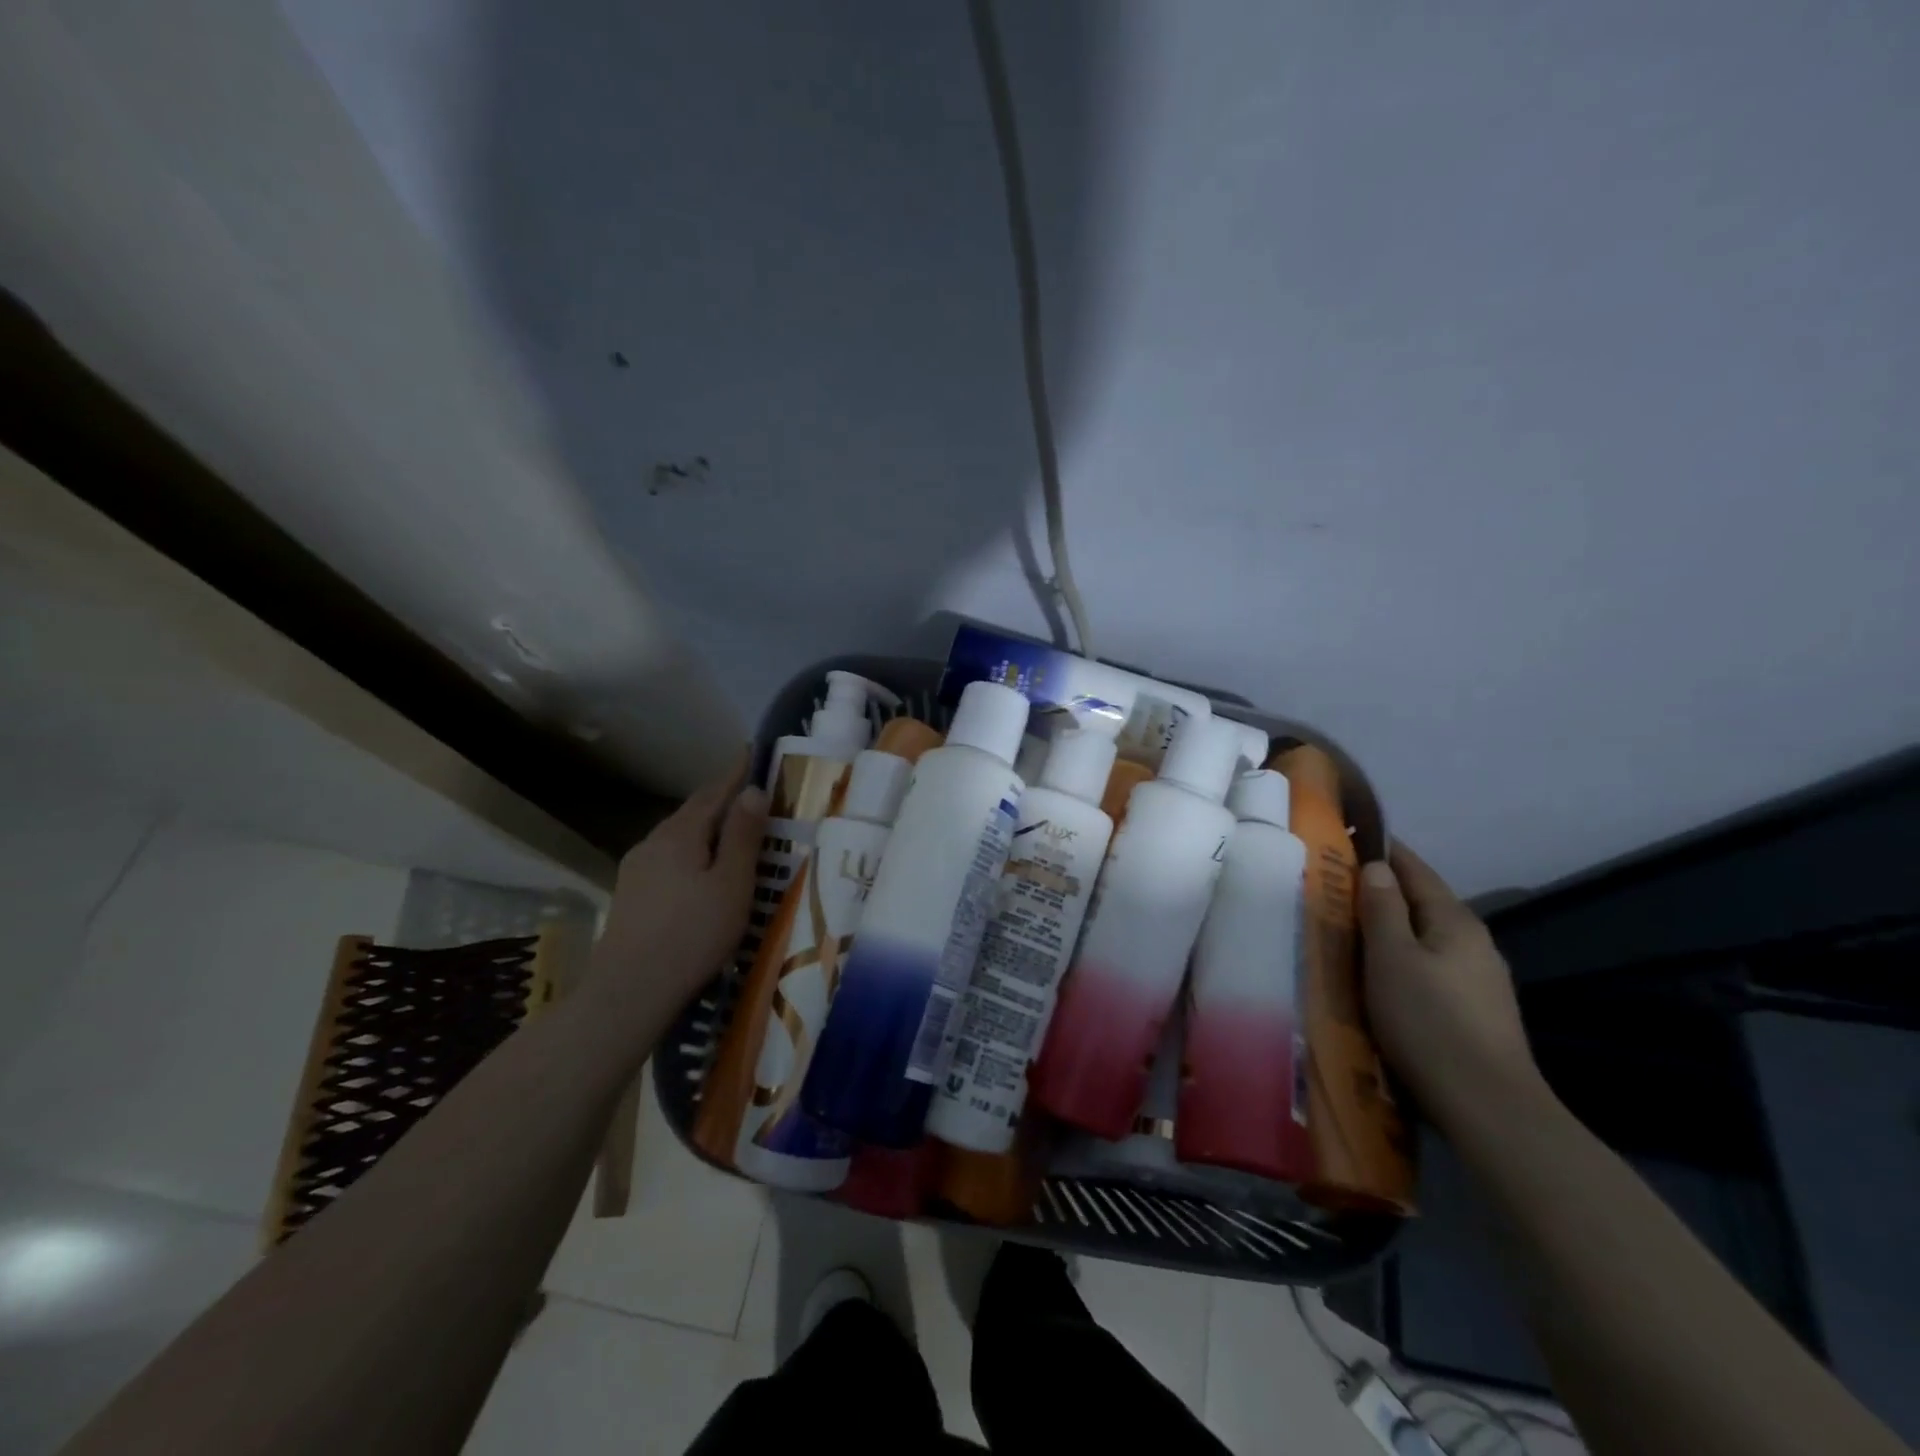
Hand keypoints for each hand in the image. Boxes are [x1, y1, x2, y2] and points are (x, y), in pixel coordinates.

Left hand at [589, 754, 767, 1027]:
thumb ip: (743, 836)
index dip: (736, 773)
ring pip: (679, 836)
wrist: (628, 992)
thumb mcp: (732, 884)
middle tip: (751, 794)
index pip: (714, 792)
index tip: (753, 752)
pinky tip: (701, 870)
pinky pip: (668, 858)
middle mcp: (653, 842)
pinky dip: (692, 851)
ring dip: (706, 828)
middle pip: (693, 812)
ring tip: (732, 832)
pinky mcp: (631, 894)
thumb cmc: (693, 934)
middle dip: (721, 799)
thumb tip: (754, 790)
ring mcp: (636, 868)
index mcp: (680, 834)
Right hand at [1357, 842, 1542, 1129]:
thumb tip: (1378, 866)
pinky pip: (1432, 968)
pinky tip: (1384, 977)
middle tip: (1337, 887)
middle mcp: (1474, 943)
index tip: (1350, 838)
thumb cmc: (1428, 1021)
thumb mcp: (1391, 957)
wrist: (1488, 1107)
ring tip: (1352, 930)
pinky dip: (1405, 959)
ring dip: (1393, 929)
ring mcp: (1480, 981)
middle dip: (1384, 892)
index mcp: (1455, 921)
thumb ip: (1382, 908)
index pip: (1416, 870)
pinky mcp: (1476, 1013)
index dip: (1385, 851)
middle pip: (1423, 903)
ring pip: (1427, 938)